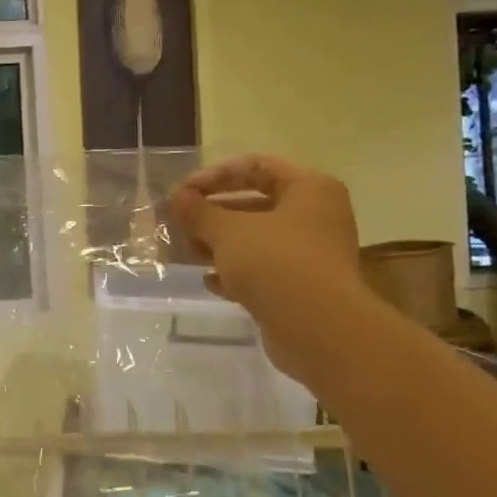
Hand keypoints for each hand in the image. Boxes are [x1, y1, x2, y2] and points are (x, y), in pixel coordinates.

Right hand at [168, 156, 362, 319]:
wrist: (318, 330)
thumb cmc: (275, 263)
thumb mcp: (227, 231)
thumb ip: (199, 211)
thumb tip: (178, 197)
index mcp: (308, 189)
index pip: (256, 167)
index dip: (214, 176)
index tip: (182, 193)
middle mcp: (315, 216)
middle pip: (254, 203)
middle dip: (212, 214)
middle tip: (180, 224)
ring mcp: (310, 253)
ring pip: (255, 238)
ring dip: (218, 244)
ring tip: (189, 252)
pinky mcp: (301, 285)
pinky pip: (262, 268)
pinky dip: (235, 271)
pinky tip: (210, 281)